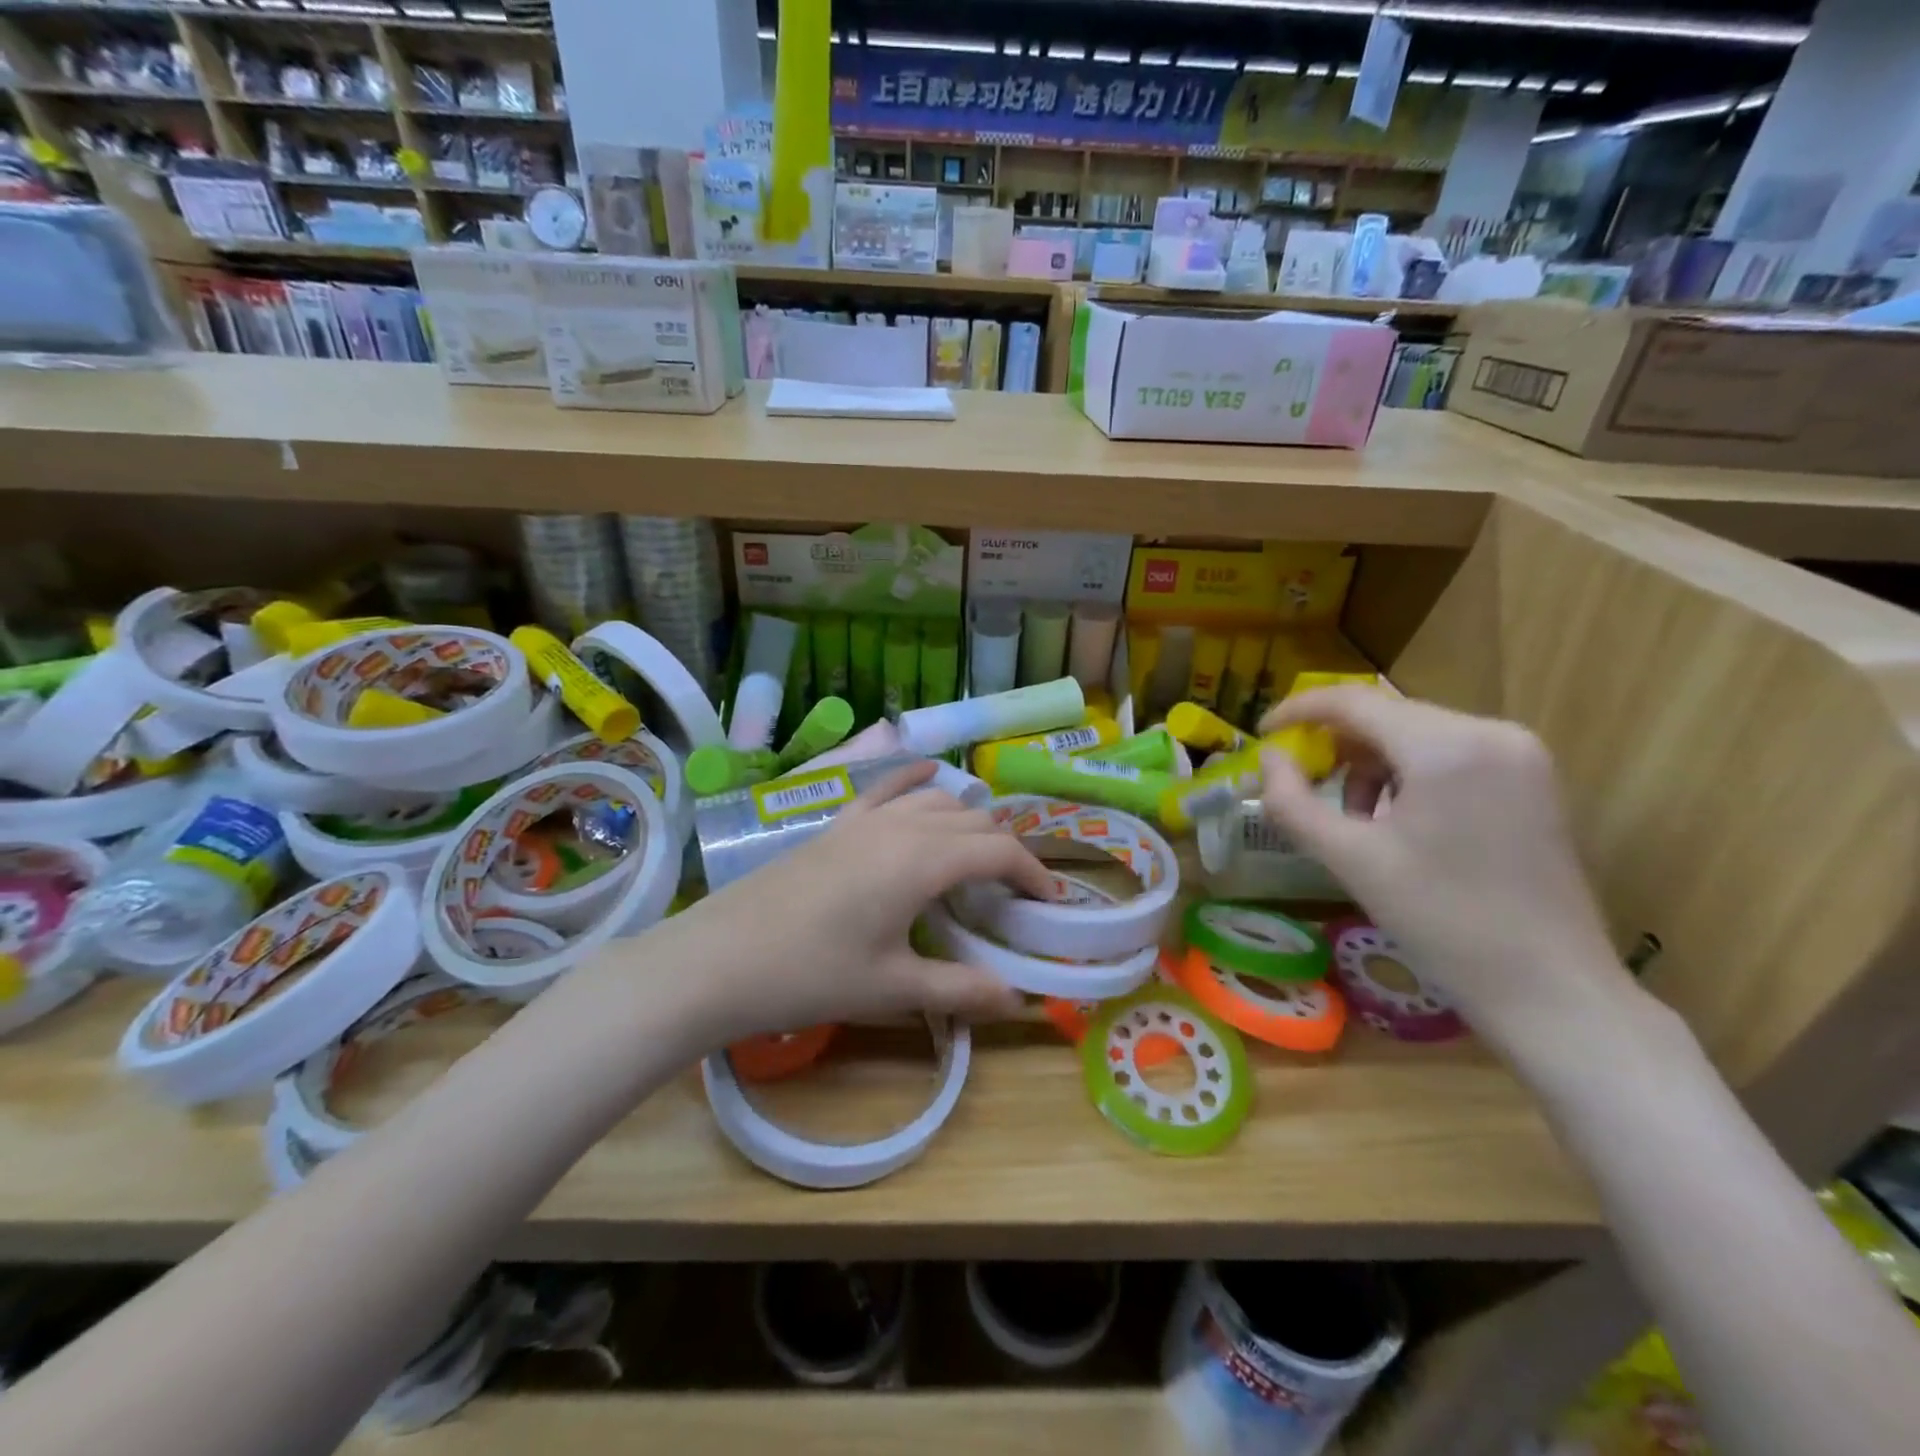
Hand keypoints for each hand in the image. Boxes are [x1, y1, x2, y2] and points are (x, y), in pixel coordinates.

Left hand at [679, 763, 1047, 1042]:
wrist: (717, 959)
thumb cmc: (810, 975)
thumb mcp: (892, 987)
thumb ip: (961, 988)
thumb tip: (1019, 999)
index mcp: (923, 860)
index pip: (999, 851)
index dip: (1033, 873)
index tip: (1050, 903)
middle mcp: (901, 826)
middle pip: (974, 822)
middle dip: (1006, 851)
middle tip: (1017, 893)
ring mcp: (864, 818)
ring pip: (936, 800)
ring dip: (969, 821)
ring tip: (978, 857)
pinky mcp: (836, 823)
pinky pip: (886, 788)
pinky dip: (916, 781)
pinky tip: (927, 778)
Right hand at [1258, 687, 1633, 1049]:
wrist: (1550, 988)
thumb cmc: (1442, 922)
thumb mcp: (1350, 861)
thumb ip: (1292, 802)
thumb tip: (1267, 759)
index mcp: (1447, 747)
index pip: (1354, 701)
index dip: (1298, 710)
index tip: (1261, 734)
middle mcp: (1491, 732)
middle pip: (1387, 715)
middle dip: (1336, 746)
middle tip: (1304, 785)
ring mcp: (1520, 754)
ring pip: (1417, 733)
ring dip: (1371, 764)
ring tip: (1357, 819)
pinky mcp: (1532, 778)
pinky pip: (1450, 753)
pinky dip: (1410, 774)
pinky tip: (1400, 821)